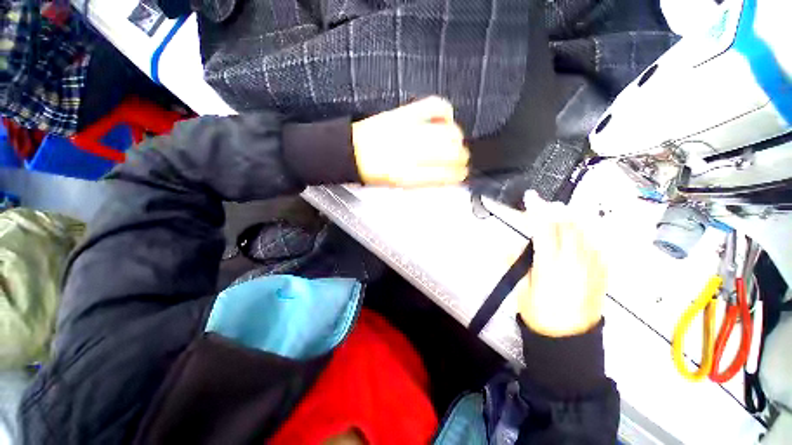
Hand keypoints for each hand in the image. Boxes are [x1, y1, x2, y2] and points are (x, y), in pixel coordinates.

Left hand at [352, 97, 469, 186]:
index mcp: (408, 176)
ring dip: (457, 138)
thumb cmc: (373, 172)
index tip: (462, 174)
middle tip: (461, 158)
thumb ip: (426, 180)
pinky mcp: (405, 113)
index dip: (459, 175)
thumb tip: (448, 176)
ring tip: (454, 141)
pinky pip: (436, 105)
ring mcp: (408, 131)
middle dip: (462, 156)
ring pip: (449, 131)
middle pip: (452, 152)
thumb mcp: (400, 185)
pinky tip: (444, 119)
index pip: (446, 175)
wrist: (352, 152)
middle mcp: (410, 154)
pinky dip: (446, 112)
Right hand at [514, 192, 606, 336]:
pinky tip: (582, 231)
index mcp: (550, 265)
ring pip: (585, 232)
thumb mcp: (520, 288)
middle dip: (555, 210)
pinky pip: (599, 246)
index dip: (536, 211)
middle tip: (544, 205)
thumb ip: (514, 263)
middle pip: (568, 226)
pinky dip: (589, 233)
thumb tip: (507, 246)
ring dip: (572, 218)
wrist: (569, 339)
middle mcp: (575, 262)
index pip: (544, 229)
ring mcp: (592, 267)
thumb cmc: (540, 315)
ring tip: (562, 212)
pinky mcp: (602, 273)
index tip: (530, 198)